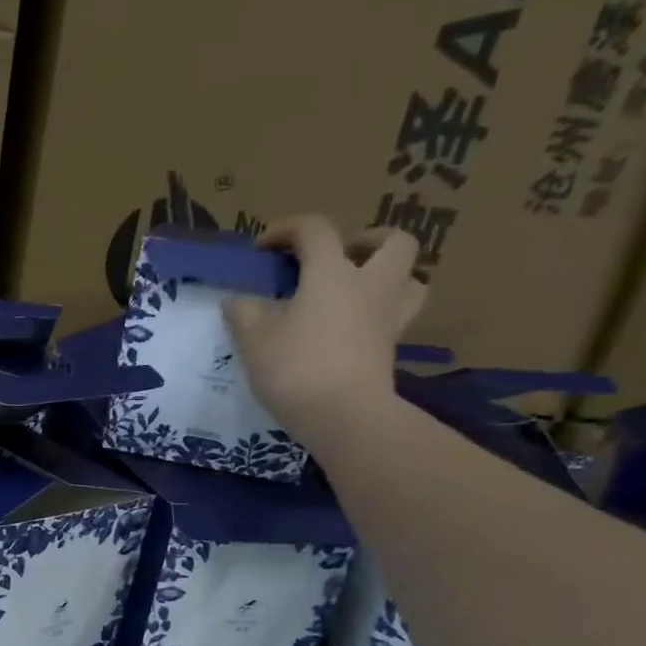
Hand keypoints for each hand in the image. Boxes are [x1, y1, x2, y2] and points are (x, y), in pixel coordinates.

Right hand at [223, 216, 427, 443]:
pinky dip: (380, 313)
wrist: (343, 416)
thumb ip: (244, 314)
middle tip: (336, 258)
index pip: (316, 230)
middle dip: (366, 240)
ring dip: (387, 275)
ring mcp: (387, 317)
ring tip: (354, 291)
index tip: (263, 247)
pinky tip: (353, 328)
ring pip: (409, 278)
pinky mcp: (391, 348)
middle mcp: (369, 285)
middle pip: (393, 242)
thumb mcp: (254, 340)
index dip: (288, 229)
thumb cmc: (295, 368)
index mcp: (332, 273)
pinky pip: (396, 317)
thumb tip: (236, 301)